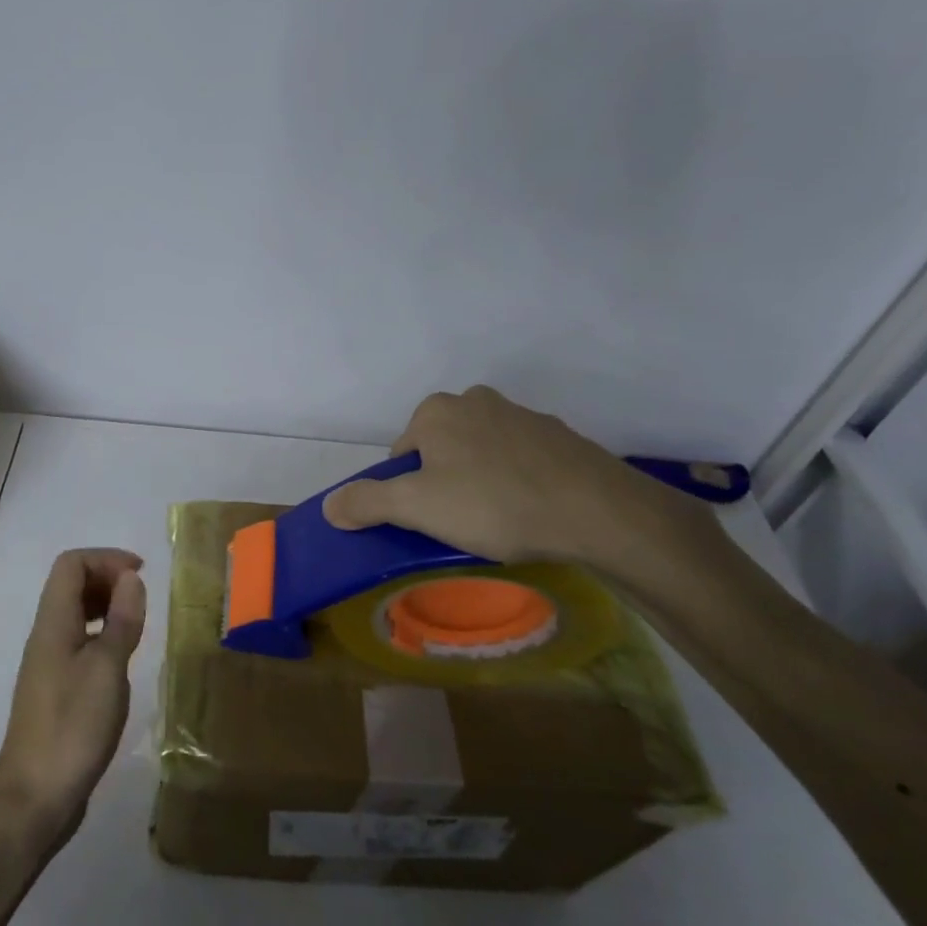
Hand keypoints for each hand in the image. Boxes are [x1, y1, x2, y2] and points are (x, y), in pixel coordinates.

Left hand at [0, 548, 146, 852]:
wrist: (34, 798)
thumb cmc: (73, 727)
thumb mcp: (107, 669)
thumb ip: (121, 621)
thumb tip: (131, 578)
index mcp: (53, 624)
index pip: (71, 565)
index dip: (106, 559)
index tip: (141, 574)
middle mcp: (46, 636)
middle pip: (71, 585)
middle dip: (108, 579)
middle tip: (143, 598)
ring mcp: (48, 665)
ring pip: (76, 615)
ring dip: (107, 607)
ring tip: (138, 624)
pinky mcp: (56, 690)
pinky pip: (79, 643)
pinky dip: (103, 636)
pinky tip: (123, 661)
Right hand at [321, 386, 717, 578]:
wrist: (597, 511)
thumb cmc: (494, 504)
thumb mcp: (417, 508)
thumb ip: (367, 503)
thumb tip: (329, 506)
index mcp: (436, 411)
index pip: (402, 455)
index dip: (408, 492)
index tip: (430, 521)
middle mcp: (475, 400)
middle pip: (441, 451)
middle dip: (444, 484)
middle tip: (461, 524)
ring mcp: (521, 414)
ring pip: (481, 454)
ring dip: (480, 482)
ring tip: (499, 522)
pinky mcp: (558, 436)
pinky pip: (519, 460)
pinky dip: (517, 481)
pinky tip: (531, 511)